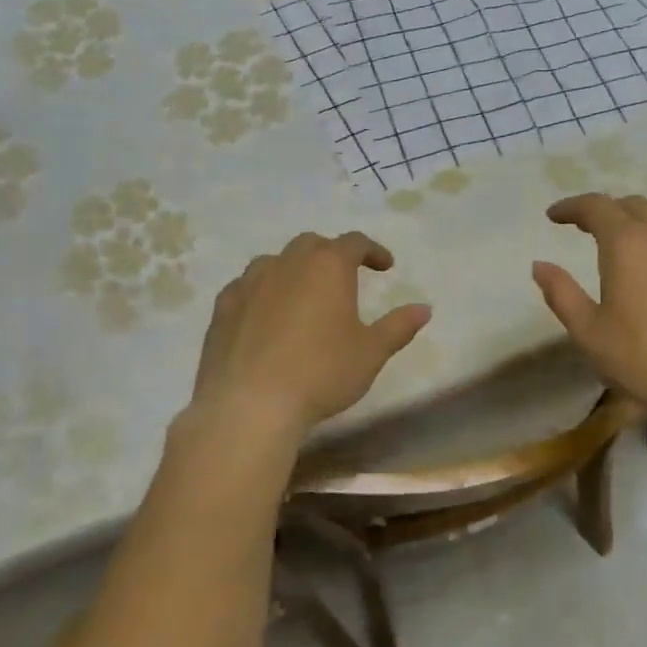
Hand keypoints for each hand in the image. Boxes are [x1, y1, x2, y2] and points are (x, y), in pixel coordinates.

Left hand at [188, 231, 430, 441]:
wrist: (250, 404)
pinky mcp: (222, 307)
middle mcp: (287, 263)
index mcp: (327, 266)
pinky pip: (246, 287)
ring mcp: (249, 282)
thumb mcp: (370, 353)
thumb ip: (398, 326)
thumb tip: (424, 308)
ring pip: (275, 262)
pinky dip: (262, 292)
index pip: (354, 243)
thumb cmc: (321, 373)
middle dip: (331, 255)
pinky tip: (265, 316)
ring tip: (303, 294)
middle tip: (344, 278)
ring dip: (294, 270)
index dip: (373, 251)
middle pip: (312, 244)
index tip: (385, 266)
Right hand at [532, 194, 646, 427]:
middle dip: (603, 210)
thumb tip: (540, 265)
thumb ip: (561, 293)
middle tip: (582, 227)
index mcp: (627, 244)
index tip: (553, 216)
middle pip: (631, 205)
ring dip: (633, 221)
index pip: (596, 206)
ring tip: (616, 244)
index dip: (571, 206)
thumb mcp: (588, 331)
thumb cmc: (643, 359)